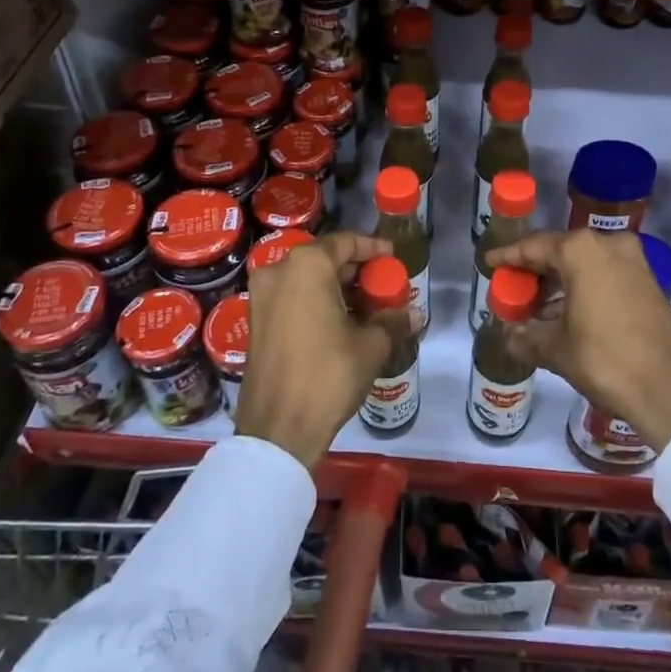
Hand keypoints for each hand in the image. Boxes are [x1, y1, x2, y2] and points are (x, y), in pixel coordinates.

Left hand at [239, 231, 394, 469]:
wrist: (278, 429)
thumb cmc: (328, 375)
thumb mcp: (370, 346)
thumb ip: (392, 321)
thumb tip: (415, 314)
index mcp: (306, 266)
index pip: (345, 242)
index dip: (372, 248)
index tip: (391, 258)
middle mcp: (278, 271)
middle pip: (324, 259)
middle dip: (355, 271)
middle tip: (382, 286)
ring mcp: (261, 297)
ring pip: (306, 279)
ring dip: (336, 288)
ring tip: (366, 307)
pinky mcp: (255, 321)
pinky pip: (291, 298)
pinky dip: (315, 302)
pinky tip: (340, 322)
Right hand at [487, 230, 670, 451]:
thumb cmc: (606, 359)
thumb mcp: (556, 350)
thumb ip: (526, 337)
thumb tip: (509, 336)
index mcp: (582, 250)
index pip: (534, 247)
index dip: (509, 257)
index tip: (490, 262)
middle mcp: (609, 246)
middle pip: (560, 252)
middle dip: (535, 273)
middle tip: (513, 291)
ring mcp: (634, 262)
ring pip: (585, 265)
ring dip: (560, 284)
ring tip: (536, 309)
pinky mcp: (649, 283)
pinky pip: (605, 277)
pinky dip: (584, 290)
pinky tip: (567, 316)